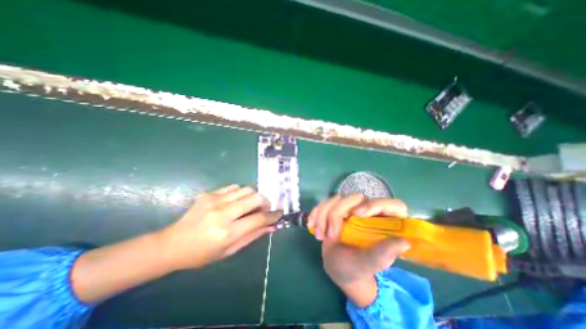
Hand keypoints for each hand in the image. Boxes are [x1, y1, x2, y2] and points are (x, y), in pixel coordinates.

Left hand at [158, 183, 277, 270]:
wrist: (172, 244)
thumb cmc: (202, 253)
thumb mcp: (229, 251)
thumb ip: (252, 236)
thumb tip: (270, 225)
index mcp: (227, 232)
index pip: (259, 218)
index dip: (272, 215)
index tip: (278, 213)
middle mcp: (223, 213)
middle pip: (255, 197)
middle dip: (265, 202)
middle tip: (264, 208)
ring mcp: (215, 200)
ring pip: (246, 189)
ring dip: (253, 196)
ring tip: (250, 204)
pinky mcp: (209, 194)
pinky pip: (233, 187)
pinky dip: (240, 193)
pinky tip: (236, 201)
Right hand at [308, 195, 407, 289]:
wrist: (337, 267)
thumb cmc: (356, 269)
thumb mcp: (368, 264)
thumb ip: (382, 254)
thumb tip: (405, 242)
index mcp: (384, 224)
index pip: (391, 205)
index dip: (376, 204)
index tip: (357, 214)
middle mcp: (369, 212)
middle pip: (355, 198)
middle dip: (338, 213)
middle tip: (332, 234)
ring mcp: (351, 209)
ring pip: (336, 199)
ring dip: (323, 215)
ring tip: (320, 235)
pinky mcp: (336, 210)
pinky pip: (324, 203)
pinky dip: (316, 212)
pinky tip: (311, 224)